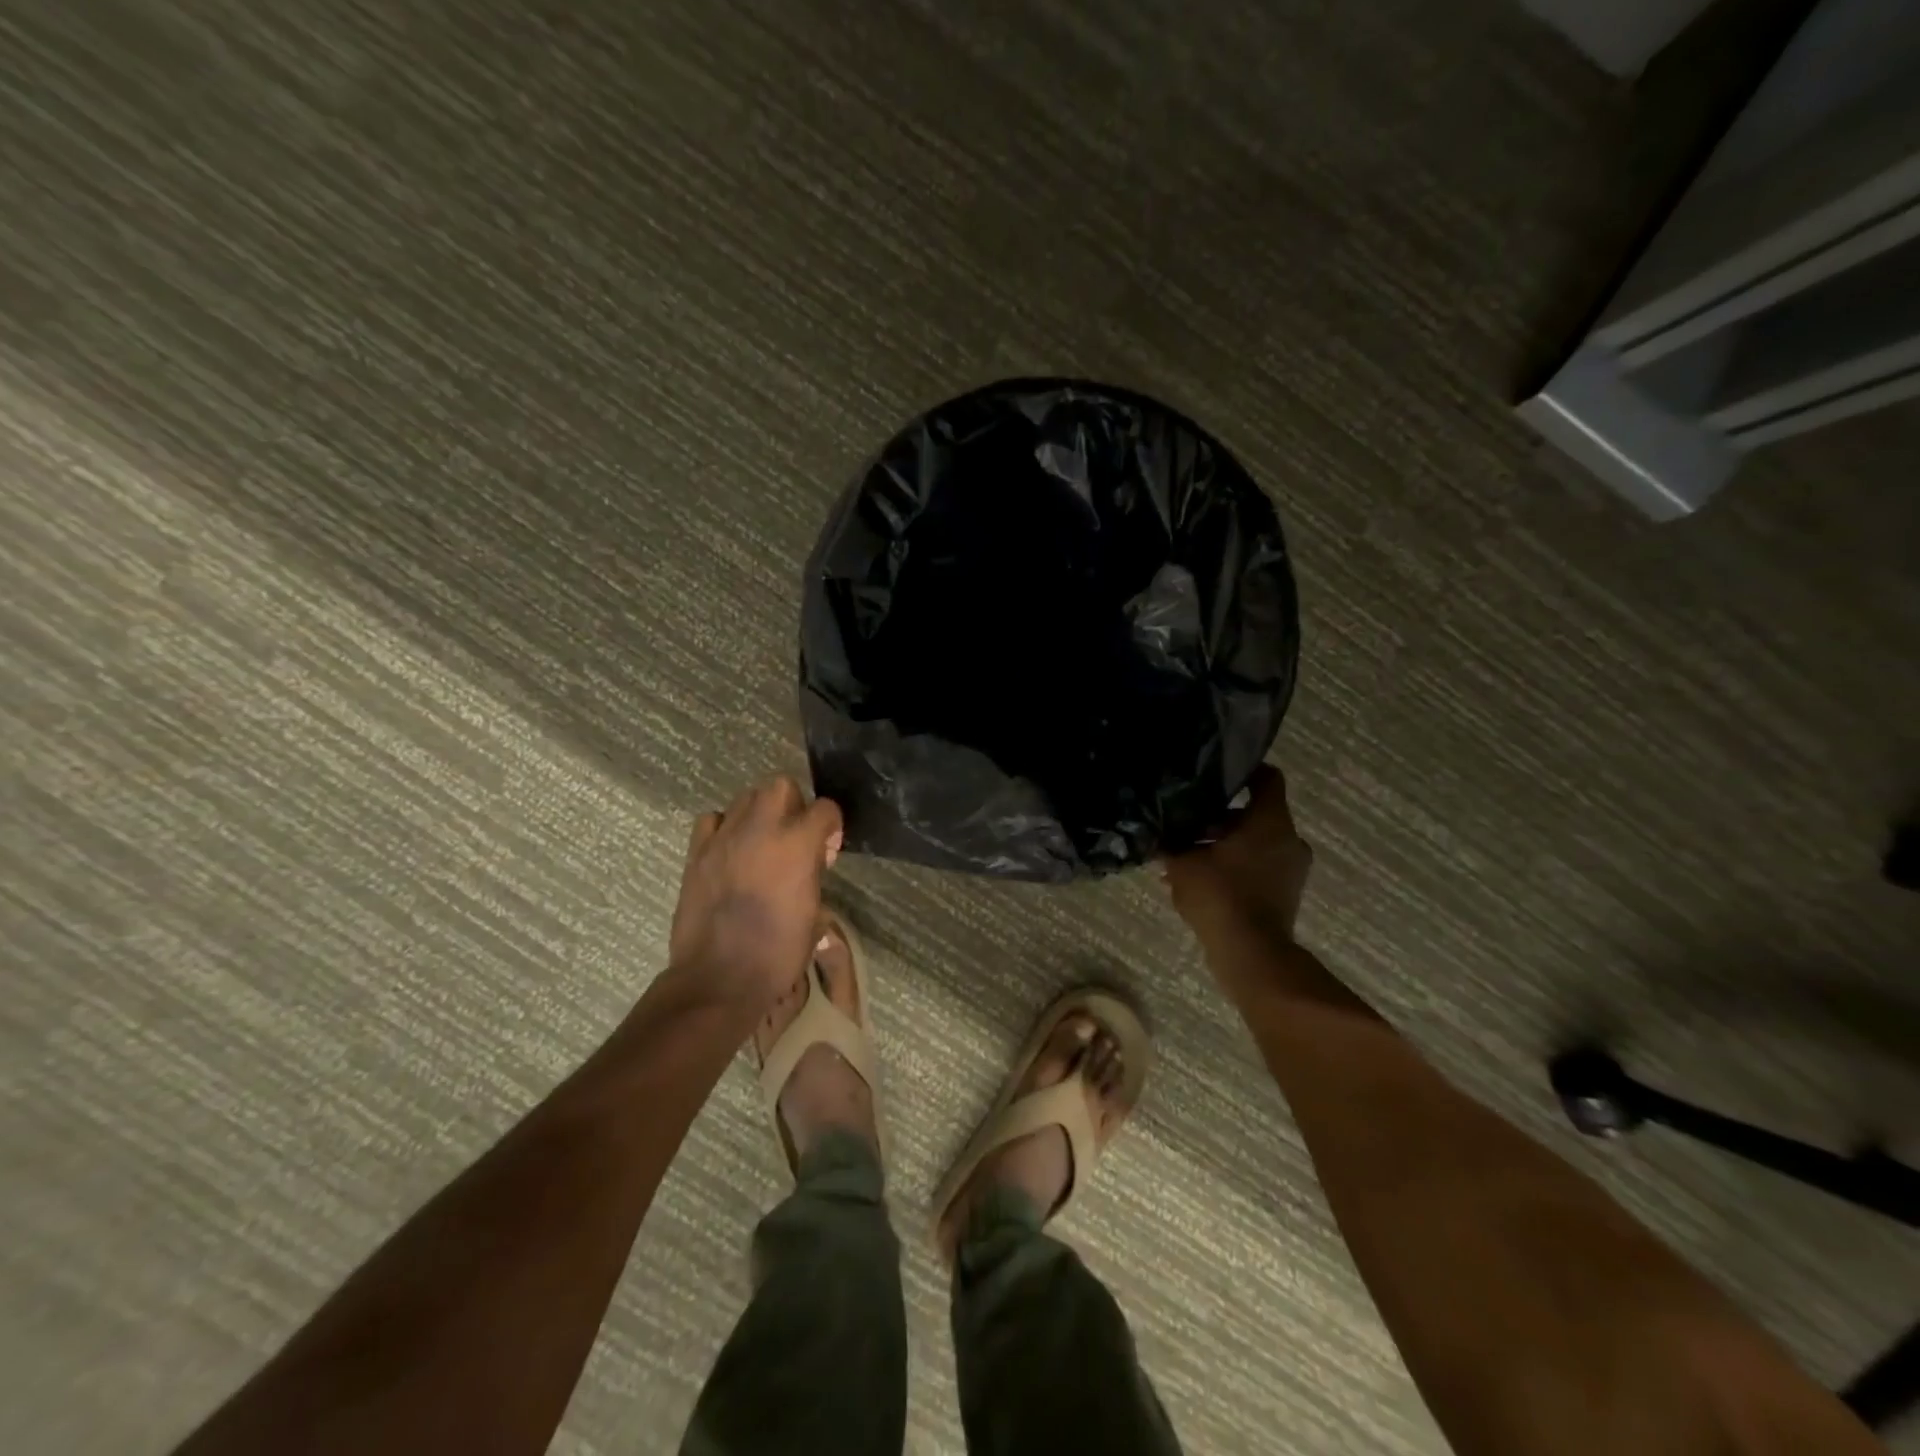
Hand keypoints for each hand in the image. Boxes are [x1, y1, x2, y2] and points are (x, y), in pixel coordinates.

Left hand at [670, 777, 843, 1009]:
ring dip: (760, 813)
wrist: (719, 978)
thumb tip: (811, 873)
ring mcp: (725, 837)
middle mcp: (762, 829)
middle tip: (795, 837)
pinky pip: (712, 820)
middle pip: (781, 785)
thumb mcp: (814, 917)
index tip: (828, 848)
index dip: (832, 825)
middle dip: (794, 804)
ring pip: (746, 797)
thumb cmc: (777, 954)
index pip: (825, 808)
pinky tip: (730, 851)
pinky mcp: (697, 852)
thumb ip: (814, 879)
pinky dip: (724, 828)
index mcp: (798, 844)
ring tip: (762, 843)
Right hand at [1164, 765, 1312, 951]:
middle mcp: (1289, 838)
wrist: (1250, 952)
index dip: (1243, 772)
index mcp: (1270, 820)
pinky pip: (1259, 867)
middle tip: (1188, 824)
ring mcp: (1292, 868)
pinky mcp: (1287, 893)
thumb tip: (1161, 831)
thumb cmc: (1219, 894)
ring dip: (1226, 846)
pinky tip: (1201, 881)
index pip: (1267, 778)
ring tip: (1188, 857)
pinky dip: (1235, 868)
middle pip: (1255, 814)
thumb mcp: (1182, 862)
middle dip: (1221, 818)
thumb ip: (1173, 841)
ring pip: (1256, 843)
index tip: (1215, 775)